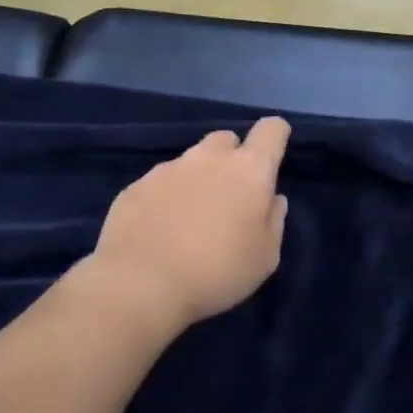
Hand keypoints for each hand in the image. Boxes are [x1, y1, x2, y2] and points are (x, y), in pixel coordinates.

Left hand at [86, 118, 291, 331]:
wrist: (139, 283)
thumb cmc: (216, 272)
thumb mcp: (265, 258)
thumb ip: (274, 221)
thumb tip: (273, 199)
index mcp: (249, 171)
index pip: (271, 130)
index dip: (276, 136)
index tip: (272, 158)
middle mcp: (208, 159)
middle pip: (227, 139)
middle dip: (233, 158)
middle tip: (230, 196)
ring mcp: (168, 168)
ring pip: (192, 160)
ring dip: (198, 177)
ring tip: (191, 217)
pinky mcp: (136, 185)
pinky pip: (160, 182)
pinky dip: (167, 196)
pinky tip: (161, 228)